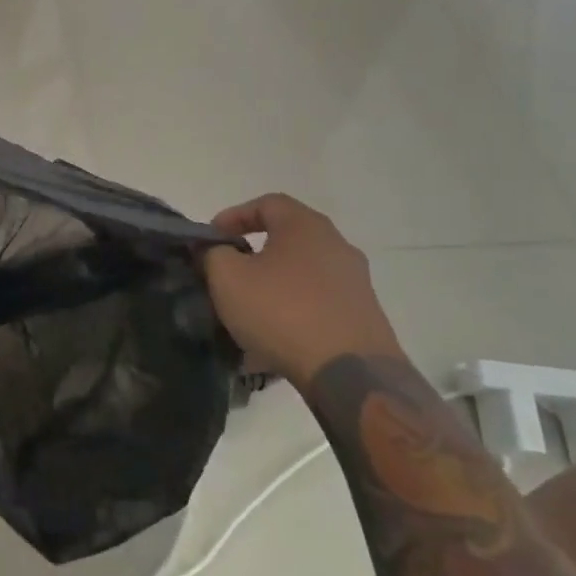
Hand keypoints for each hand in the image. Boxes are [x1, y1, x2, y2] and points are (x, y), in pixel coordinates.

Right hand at [202, 194, 401, 385]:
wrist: (349, 372)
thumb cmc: (282, 311)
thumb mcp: (228, 277)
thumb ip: (213, 254)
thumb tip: (216, 251)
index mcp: (305, 226)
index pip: (267, 203)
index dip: (233, 216)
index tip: (211, 239)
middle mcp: (337, 245)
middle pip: (286, 239)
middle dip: (252, 254)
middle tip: (227, 274)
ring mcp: (355, 282)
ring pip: (300, 274)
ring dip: (271, 286)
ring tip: (246, 312)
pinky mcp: (363, 317)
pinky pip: (316, 304)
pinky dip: (291, 313)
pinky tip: (272, 341)